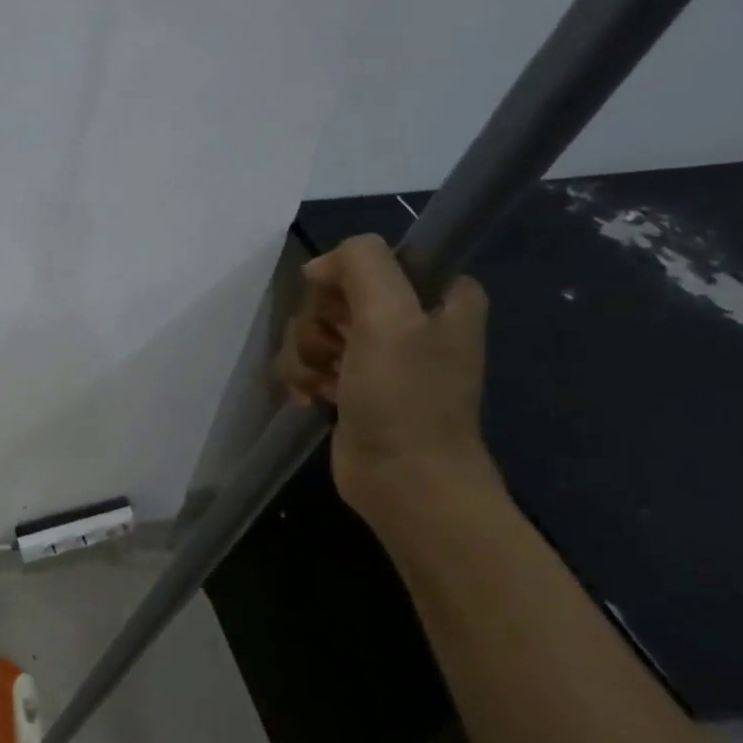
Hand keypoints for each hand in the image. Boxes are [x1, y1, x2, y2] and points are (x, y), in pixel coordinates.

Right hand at [274, 233, 495, 520]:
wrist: (405, 481)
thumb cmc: (405, 399)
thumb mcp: (390, 318)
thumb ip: (361, 266)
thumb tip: (319, 267)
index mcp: (437, 293)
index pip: (369, 260)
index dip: (343, 283)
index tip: (344, 314)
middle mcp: (410, 319)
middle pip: (332, 297)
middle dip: (320, 328)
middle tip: (338, 356)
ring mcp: (378, 355)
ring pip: (313, 331)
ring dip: (307, 358)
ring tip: (327, 386)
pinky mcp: (352, 385)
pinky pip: (308, 362)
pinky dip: (305, 379)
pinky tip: (315, 399)